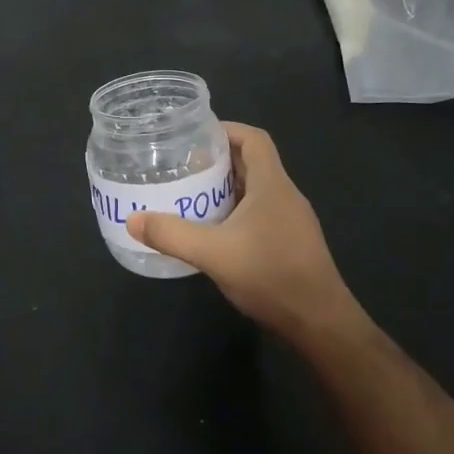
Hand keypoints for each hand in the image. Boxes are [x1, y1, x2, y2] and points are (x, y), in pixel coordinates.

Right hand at [126, 122, 358, 342]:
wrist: (320, 323)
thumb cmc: (271, 275)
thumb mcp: (214, 253)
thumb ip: (172, 234)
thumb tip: (132, 219)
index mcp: (272, 184)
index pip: (254, 139)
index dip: (226, 130)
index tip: (195, 136)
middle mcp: (285, 195)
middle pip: (252, 162)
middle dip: (217, 160)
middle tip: (182, 166)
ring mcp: (291, 220)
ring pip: (255, 190)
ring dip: (225, 188)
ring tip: (190, 194)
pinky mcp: (291, 243)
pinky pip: (260, 213)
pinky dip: (235, 212)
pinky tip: (213, 231)